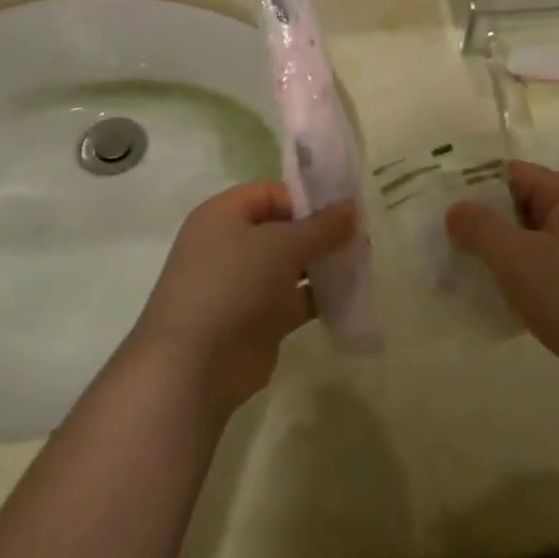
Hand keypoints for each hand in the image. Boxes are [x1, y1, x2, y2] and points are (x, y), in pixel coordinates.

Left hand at [131, 182, 356, 416]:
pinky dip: (321, 297)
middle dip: (322, 232)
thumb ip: (321, 226)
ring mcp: (245, 284)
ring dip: (325, 265)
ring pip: (292, 265)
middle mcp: (232, 244)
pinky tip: (352, 296)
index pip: (271, 193)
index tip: (344, 210)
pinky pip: (296, 299)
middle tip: (363, 238)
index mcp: (224, 215)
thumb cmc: (234, 285)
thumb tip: (352, 206)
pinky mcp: (259, 319)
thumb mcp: (282, 245)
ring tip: (364, 264)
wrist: (195, 364)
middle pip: (284, 228)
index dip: (307, 198)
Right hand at [447, 162, 558, 403]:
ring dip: (497, 256)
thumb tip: (455, 208)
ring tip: (458, 271)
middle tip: (441, 239)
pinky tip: (492, 301)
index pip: (515, 174)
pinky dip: (517, 282)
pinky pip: (543, 276)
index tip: (440, 203)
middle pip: (521, 208)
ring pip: (530, 245)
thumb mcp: (518, 257)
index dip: (477, 184)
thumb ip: (481, 227)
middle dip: (482, 223)